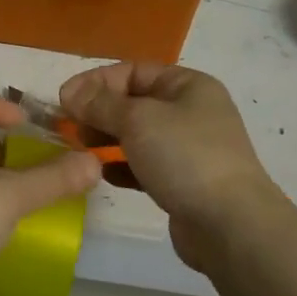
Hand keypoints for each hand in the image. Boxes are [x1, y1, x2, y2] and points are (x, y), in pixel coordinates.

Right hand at [60, 63, 285, 275]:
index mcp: (188, 85)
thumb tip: (70, 91)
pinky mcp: (183, 182)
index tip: (65, 100)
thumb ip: (100, 103)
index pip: (133, 70)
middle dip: (99, 111)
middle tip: (71, 128)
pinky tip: (103, 174)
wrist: (230, 225)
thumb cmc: (185, 157)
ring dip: (107, 139)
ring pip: (137, 135)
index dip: (97, 81)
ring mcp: (189, 148)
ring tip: (82, 150)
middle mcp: (191, 111)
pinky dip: (122, 166)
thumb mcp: (137, 120)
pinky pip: (145, 165)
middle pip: (134, 102)